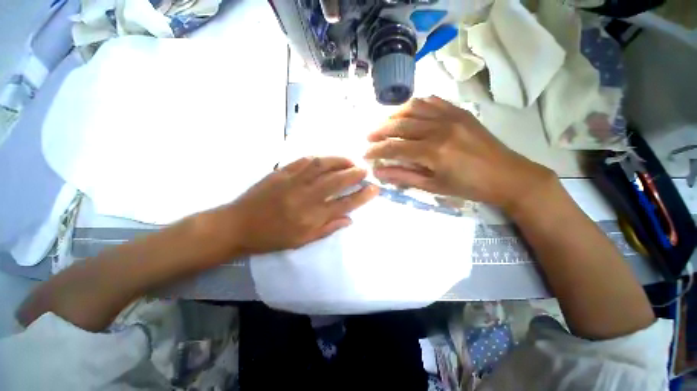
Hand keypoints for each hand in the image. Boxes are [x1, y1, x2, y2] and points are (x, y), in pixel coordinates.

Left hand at [210, 157, 377, 254]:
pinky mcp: (281, 172)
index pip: (345, 204)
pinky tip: (327, 159)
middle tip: (365, 169)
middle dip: (355, 173)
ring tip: (350, 160)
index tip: (375, 188)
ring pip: (322, 166)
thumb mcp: (303, 241)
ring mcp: (293, 182)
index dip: (362, 195)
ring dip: (339, 161)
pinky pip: (304, 160)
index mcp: (312, 217)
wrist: (239, 225)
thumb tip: (349, 219)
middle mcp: (306, 197)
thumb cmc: (272, 237)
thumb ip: (328, 229)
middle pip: (337, 181)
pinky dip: (319, 158)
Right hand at [364, 96, 554, 212]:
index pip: (395, 148)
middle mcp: (440, 128)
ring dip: (394, 115)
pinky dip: (415, 105)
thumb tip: (380, 172)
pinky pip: (432, 101)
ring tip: (383, 124)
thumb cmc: (469, 187)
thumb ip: (404, 176)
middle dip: (380, 131)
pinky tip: (407, 113)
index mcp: (434, 152)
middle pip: (400, 125)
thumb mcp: (433, 186)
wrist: (508, 176)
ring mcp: (451, 116)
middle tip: (369, 137)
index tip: (365, 154)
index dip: (377, 151)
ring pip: (413, 108)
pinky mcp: (460, 112)